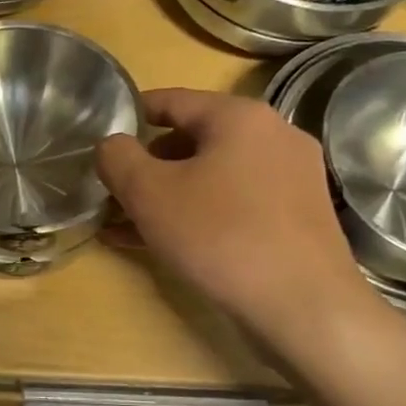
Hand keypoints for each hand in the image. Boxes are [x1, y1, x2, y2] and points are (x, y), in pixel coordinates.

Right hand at [96, 89, 376, 345]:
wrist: (303, 306)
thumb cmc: (219, 235)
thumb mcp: (148, 193)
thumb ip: (118, 158)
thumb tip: (111, 144)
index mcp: (239, 116)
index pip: (171, 100)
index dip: (131, 115)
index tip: (102, 136)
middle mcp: (272, 136)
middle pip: (193, 139)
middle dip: (147, 164)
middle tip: (113, 189)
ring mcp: (290, 178)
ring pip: (212, 175)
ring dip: (167, 194)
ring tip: (126, 222)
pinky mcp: (296, 217)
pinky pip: (233, 203)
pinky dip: (196, 214)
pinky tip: (161, 243)